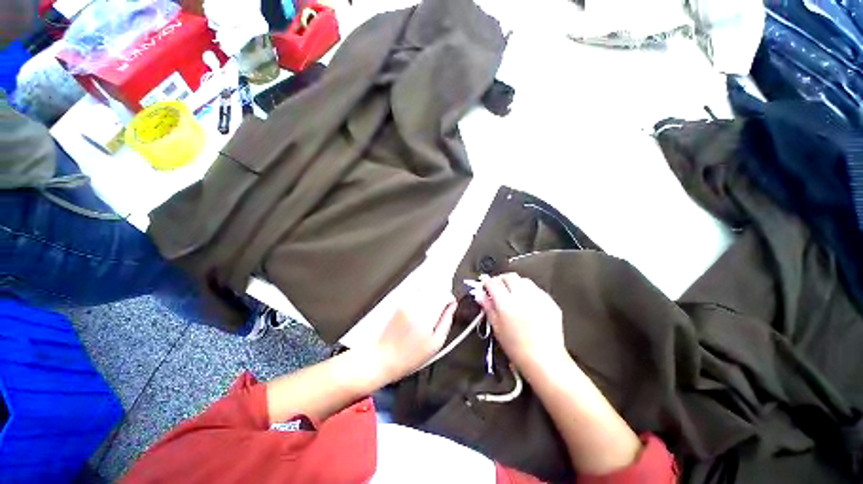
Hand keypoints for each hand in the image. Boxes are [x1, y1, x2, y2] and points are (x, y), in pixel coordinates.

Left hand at [372, 297, 455, 383]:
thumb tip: (452, 307)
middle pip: (434, 289)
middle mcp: (415, 306)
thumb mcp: (435, 345)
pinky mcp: (399, 303)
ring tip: (430, 309)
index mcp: (426, 316)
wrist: (381, 358)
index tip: (451, 305)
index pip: (443, 295)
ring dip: (431, 293)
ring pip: (425, 289)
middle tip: (442, 307)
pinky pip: (414, 292)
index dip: (450, 299)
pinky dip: (420, 294)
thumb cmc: (408, 357)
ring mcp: (406, 303)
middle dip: (441, 295)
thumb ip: (446, 322)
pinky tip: (420, 306)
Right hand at [478, 273, 566, 371]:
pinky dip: (528, 290)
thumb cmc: (516, 347)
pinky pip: (536, 289)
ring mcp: (537, 298)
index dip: (487, 282)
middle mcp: (522, 296)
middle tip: (497, 287)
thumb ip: (488, 307)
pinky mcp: (549, 301)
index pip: (493, 283)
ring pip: (523, 280)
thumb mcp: (496, 328)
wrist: (544, 359)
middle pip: (509, 276)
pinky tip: (527, 300)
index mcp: (506, 303)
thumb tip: (479, 294)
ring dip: (515, 282)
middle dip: (501, 279)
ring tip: (512, 292)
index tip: (484, 283)